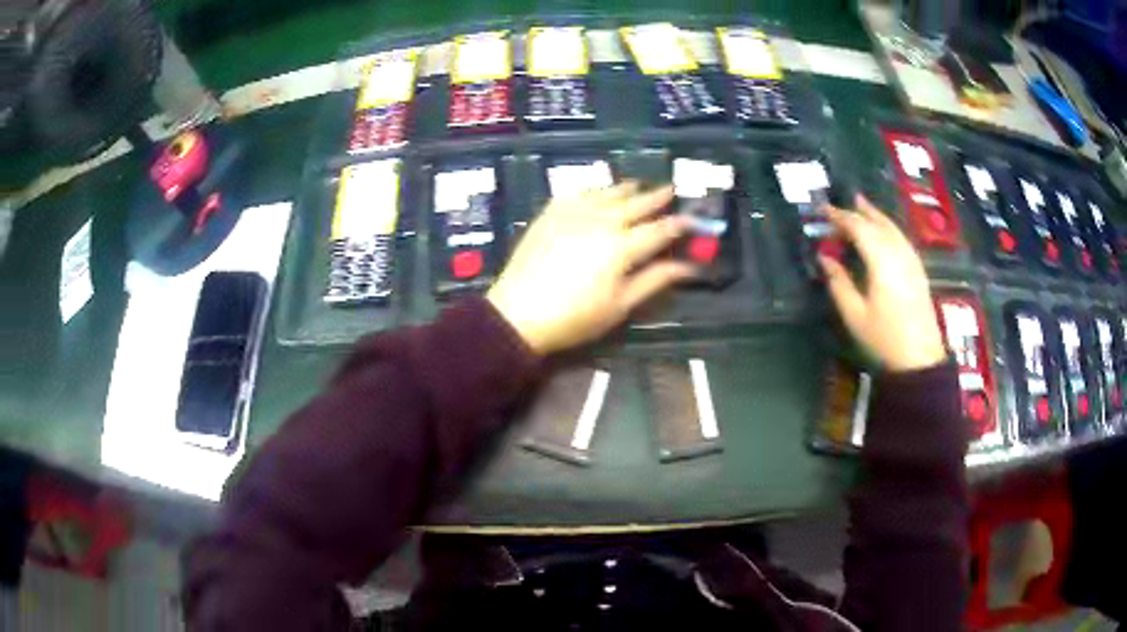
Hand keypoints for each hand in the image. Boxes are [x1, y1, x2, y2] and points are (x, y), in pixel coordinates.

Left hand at [488, 182, 694, 354]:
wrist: (518, 313)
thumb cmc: (574, 317)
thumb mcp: (620, 305)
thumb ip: (654, 280)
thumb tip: (687, 267)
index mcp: (622, 247)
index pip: (659, 230)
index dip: (679, 224)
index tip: (693, 219)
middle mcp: (602, 222)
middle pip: (636, 204)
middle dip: (657, 196)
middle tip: (671, 188)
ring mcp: (574, 214)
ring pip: (607, 193)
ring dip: (626, 188)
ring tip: (638, 184)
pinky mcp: (550, 214)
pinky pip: (577, 193)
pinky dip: (593, 189)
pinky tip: (597, 190)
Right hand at [819, 195, 946, 371]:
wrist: (920, 359)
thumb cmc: (884, 338)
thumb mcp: (854, 315)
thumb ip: (838, 283)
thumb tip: (824, 257)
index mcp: (881, 261)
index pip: (858, 227)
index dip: (839, 216)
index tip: (822, 211)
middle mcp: (898, 253)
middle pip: (878, 222)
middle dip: (858, 211)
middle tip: (840, 204)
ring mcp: (911, 260)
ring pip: (892, 228)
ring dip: (875, 215)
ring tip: (861, 206)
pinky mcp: (918, 269)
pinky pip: (901, 238)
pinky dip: (888, 228)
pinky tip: (883, 232)